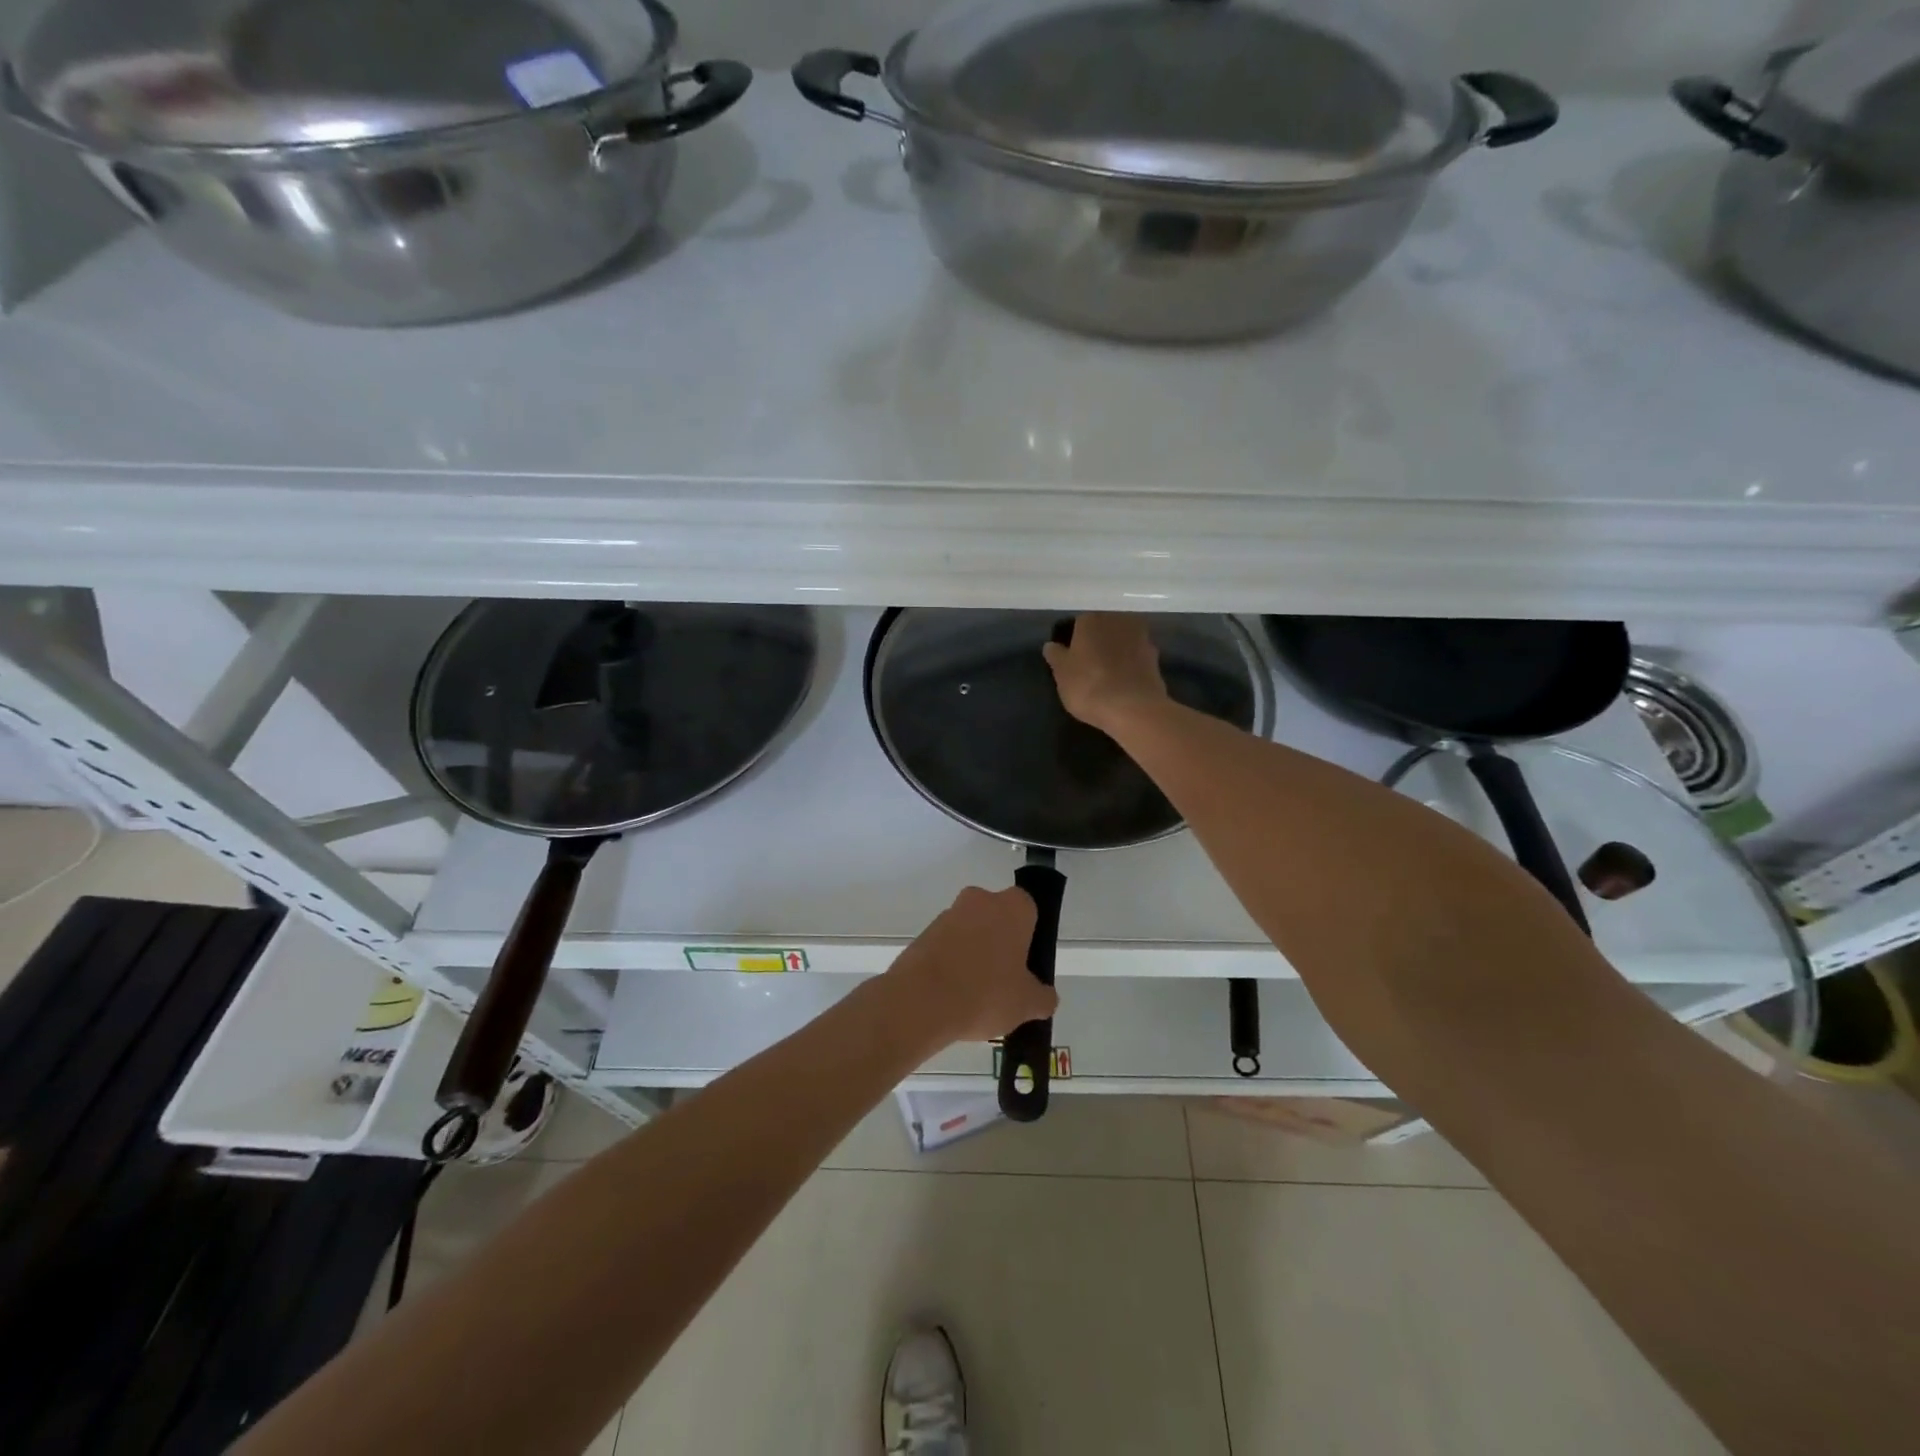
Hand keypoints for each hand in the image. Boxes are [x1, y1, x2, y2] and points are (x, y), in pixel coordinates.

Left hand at [889, 886, 1055, 1044]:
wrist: (921, 1001)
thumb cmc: (986, 993)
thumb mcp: (1027, 1004)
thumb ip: (1043, 997)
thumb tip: (1045, 997)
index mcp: (1012, 907)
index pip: (1030, 910)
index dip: (1030, 938)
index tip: (1028, 966)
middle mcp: (980, 900)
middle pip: (998, 920)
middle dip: (1001, 946)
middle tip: (1005, 983)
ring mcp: (948, 915)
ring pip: (971, 933)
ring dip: (975, 955)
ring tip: (976, 997)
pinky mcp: (924, 933)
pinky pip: (947, 947)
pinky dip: (952, 964)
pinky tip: (953, 997)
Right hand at [1042, 613, 1168, 735]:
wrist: (1133, 708)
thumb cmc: (1089, 686)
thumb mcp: (1061, 674)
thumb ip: (1056, 656)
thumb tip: (1052, 645)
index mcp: (1091, 619)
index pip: (1077, 624)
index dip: (1072, 641)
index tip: (1070, 659)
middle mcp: (1117, 620)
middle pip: (1102, 629)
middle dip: (1096, 643)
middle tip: (1087, 666)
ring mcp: (1141, 637)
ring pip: (1121, 641)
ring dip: (1115, 652)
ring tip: (1106, 675)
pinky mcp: (1156, 657)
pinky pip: (1136, 657)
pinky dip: (1130, 665)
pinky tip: (1123, 682)